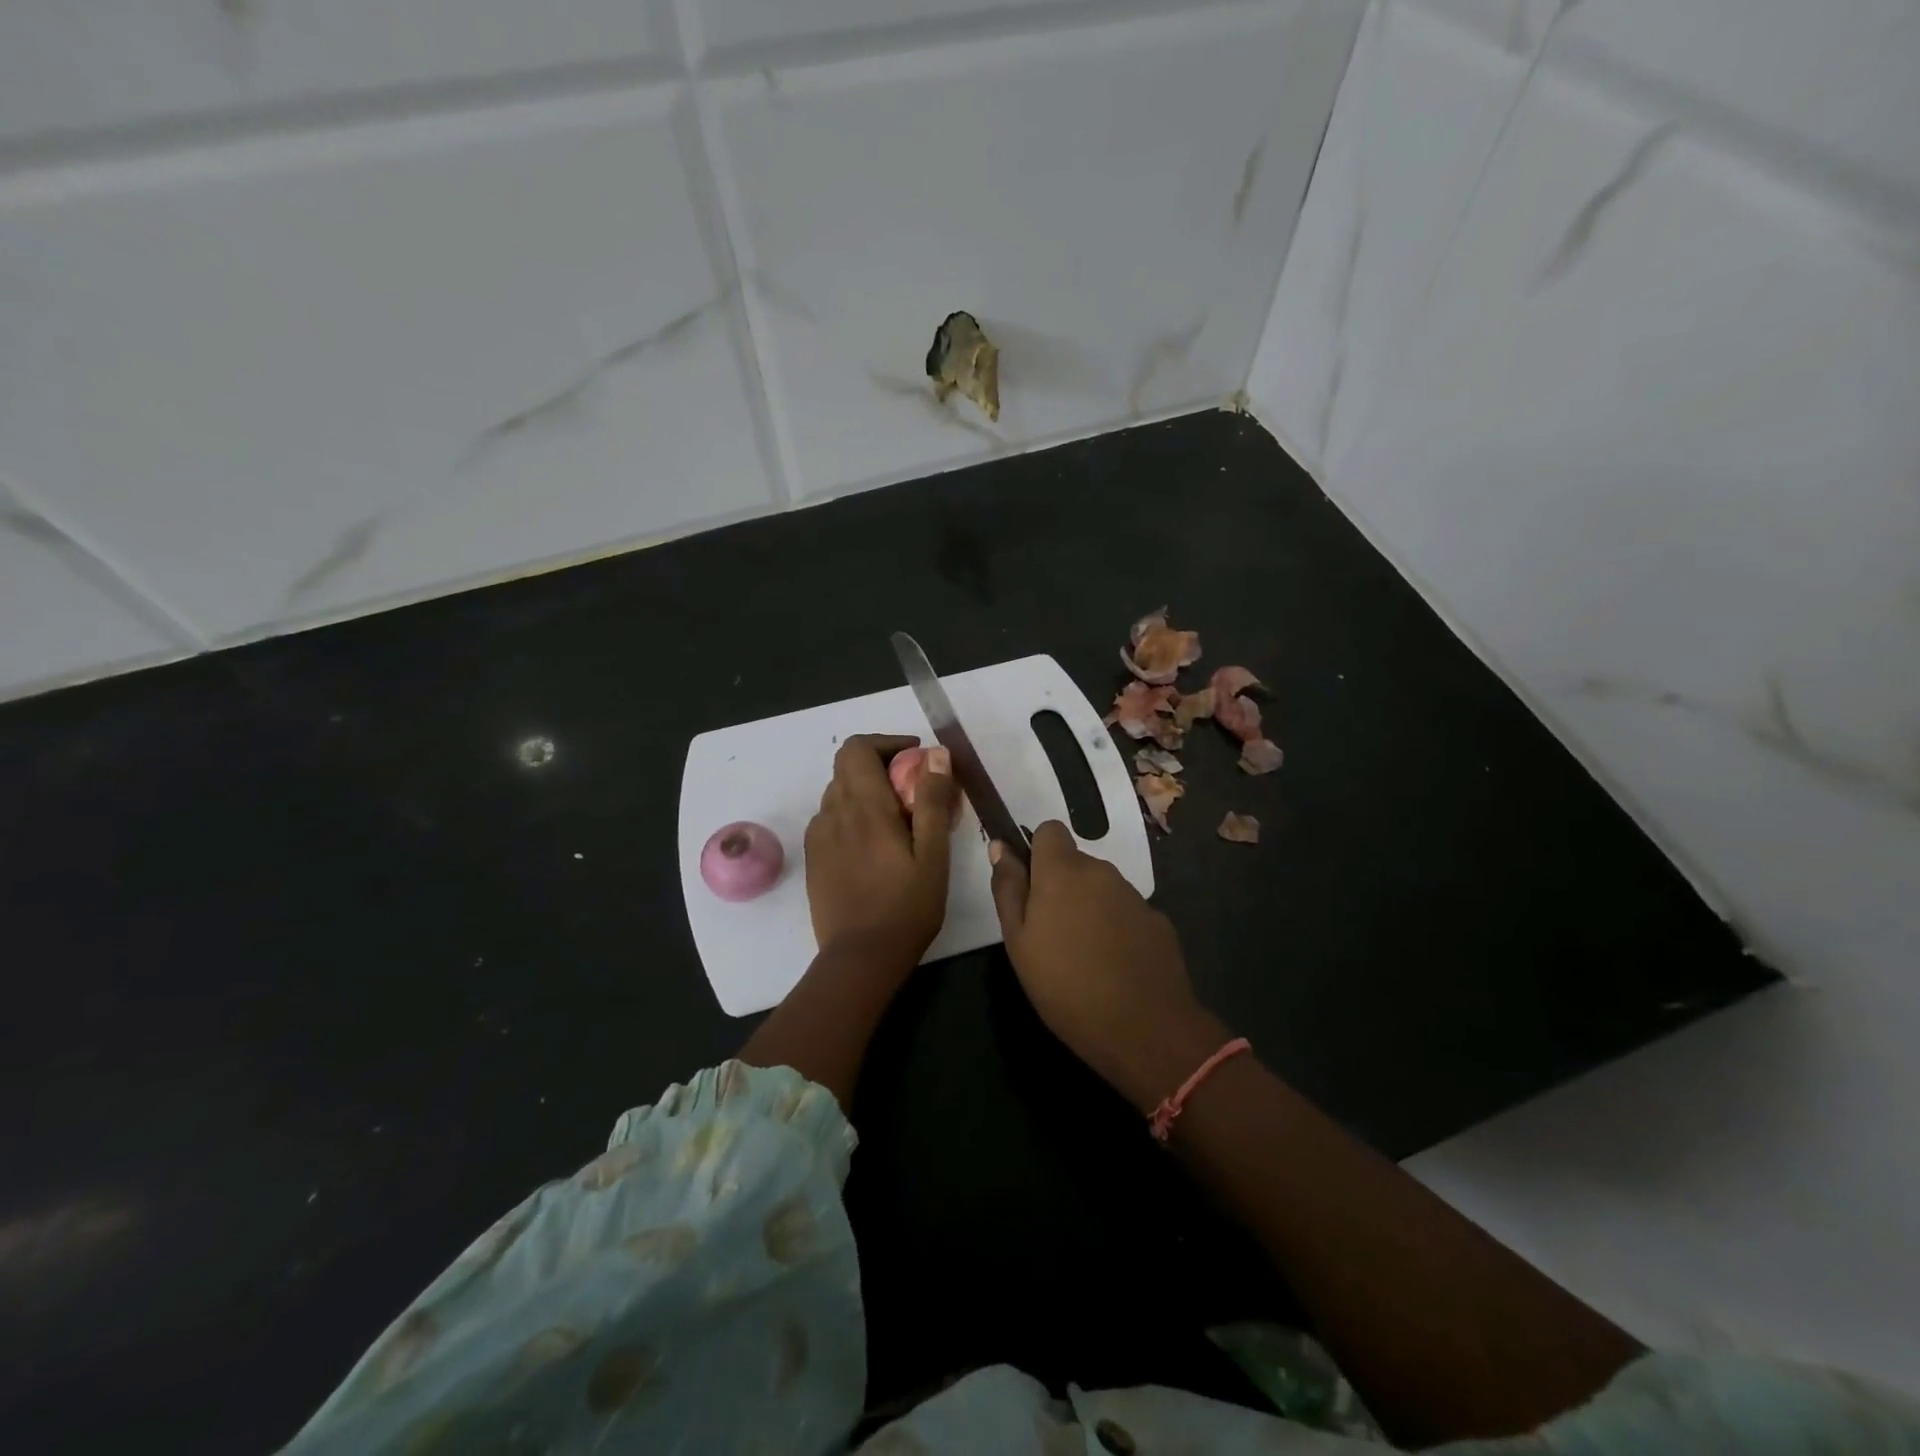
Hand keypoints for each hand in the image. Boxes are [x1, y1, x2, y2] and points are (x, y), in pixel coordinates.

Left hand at [804, 735, 957, 968]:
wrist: (860, 957)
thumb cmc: (906, 907)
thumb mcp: (933, 855)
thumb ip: (933, 800)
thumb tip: (936, 754)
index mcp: (865, 807)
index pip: (858, 748)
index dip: (886, 743)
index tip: (915, 758)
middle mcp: (834, 813)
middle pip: (846, 765)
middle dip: (879, 763)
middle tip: (911, 787)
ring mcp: (819, 836)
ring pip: (838, 791)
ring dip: (865, 789)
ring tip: (896, 817)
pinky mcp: (813, 857)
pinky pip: (830, 817)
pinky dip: (851, 813)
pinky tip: (873, 843)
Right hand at [989, 821, 1228, 1111]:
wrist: (1144, 1028)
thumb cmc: (1065, 986)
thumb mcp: (1018, 941)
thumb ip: (1008, 888)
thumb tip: (1000, 845)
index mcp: (1062, 871)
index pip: (1050, 830)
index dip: (1037, 852)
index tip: (1029, 887)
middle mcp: (1101, 872)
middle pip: (1075, 862)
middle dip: (1061, 886)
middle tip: (1049, 934)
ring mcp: (1134, 896)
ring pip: (1101, 888)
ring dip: (1089, 907)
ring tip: (1082, 956)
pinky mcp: (1158, 921)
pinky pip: (1126, 912)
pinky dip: (1116, 928)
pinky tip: (1114, 966)